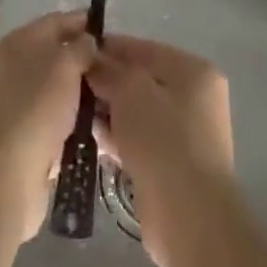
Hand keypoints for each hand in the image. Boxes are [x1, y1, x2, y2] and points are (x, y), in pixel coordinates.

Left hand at [0, 11, 96, 241]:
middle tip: (116, 69)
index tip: (111, 31)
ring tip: (112, 98)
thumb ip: (82, 47)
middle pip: (57, 54)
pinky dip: (72, 117)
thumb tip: (88, 43)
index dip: (84, 22)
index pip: (57, 21)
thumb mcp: (66, 65)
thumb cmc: (36, 107)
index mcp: (19, 40)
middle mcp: (13, 65)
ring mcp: (16, 100)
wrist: (5, 172)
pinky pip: (55, 115)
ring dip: (81, 92)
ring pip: (57, 87)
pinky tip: (95, 124)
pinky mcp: (22, 132)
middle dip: (85, 60)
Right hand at [87, 35, 234, 266]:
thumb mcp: (131, 91)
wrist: (189, 217)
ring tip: (75, 112)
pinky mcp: (172, 164)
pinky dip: (118, 137)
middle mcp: (194, 98)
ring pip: (137, 112)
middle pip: (140, 80)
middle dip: (107, 83)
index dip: (109, 49)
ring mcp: (185, 133)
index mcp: (193, 71)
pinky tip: (92, 139)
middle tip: (72, 86)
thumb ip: (109, 70)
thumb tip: (92, 61)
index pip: (143, 49)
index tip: (76, 53)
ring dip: (109, 112)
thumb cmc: (163, 139)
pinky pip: (139, 139)